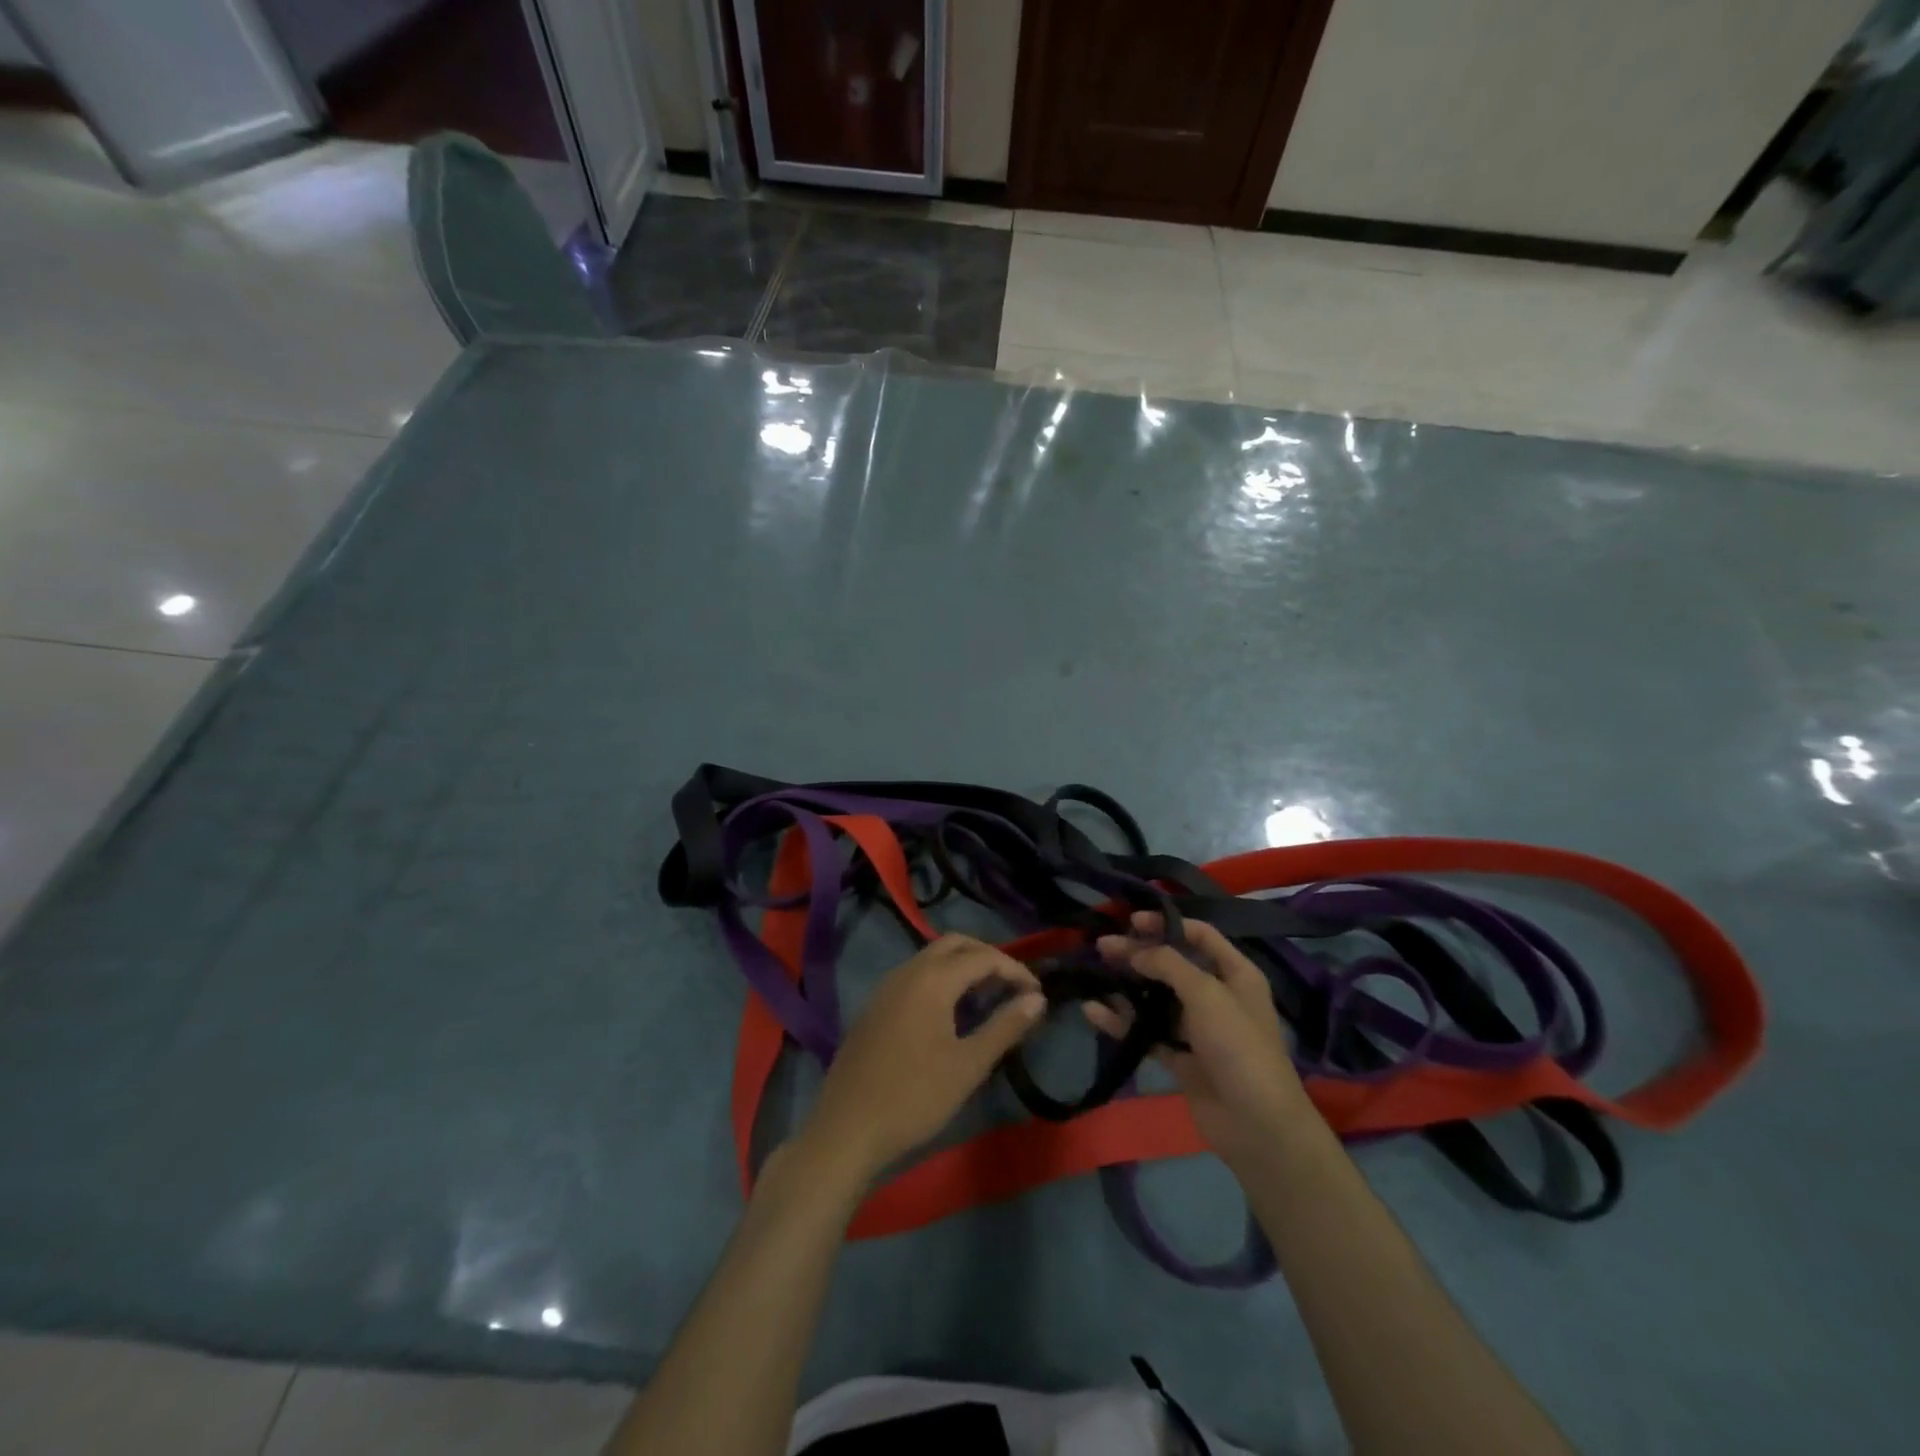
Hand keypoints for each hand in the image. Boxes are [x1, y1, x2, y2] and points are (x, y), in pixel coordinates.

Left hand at [799, 934, 1046, 1181]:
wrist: (847, 1128)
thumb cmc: (915, 1097)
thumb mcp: (969, 1065)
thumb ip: (1005, 1026)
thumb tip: (1037, 999)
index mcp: (932, 979)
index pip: (983, 956)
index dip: (1015, 969)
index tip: (1037, 994)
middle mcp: (907, 971)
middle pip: (954, 944)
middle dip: (987, 957)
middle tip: (1013, 986)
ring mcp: (886, 987)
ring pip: (931, 957)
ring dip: (962, 966)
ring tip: (987, 997)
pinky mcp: (874, 1006)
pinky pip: (914, 975)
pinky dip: (940, 979)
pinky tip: (949, 1012)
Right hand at [1087, 913, 1318, 1168]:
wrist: (1257, 1125)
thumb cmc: (1238, 1046)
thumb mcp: (1206, 993)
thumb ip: (1168, 964)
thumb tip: (1135, 950)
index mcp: (1236, 974)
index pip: (1200, 935)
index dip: (1167, 924)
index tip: (1132, 921)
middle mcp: (1218, 996)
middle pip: (1173, 965)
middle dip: (1139, 954)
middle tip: (1103, 946)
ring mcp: (1199, 1030)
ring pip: (1157, 999)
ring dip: (1128, 987)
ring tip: (1094, 973)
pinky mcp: (1182, 1059)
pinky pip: (1148, 1033)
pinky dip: (1123, 1022)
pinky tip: (1094, 1013)